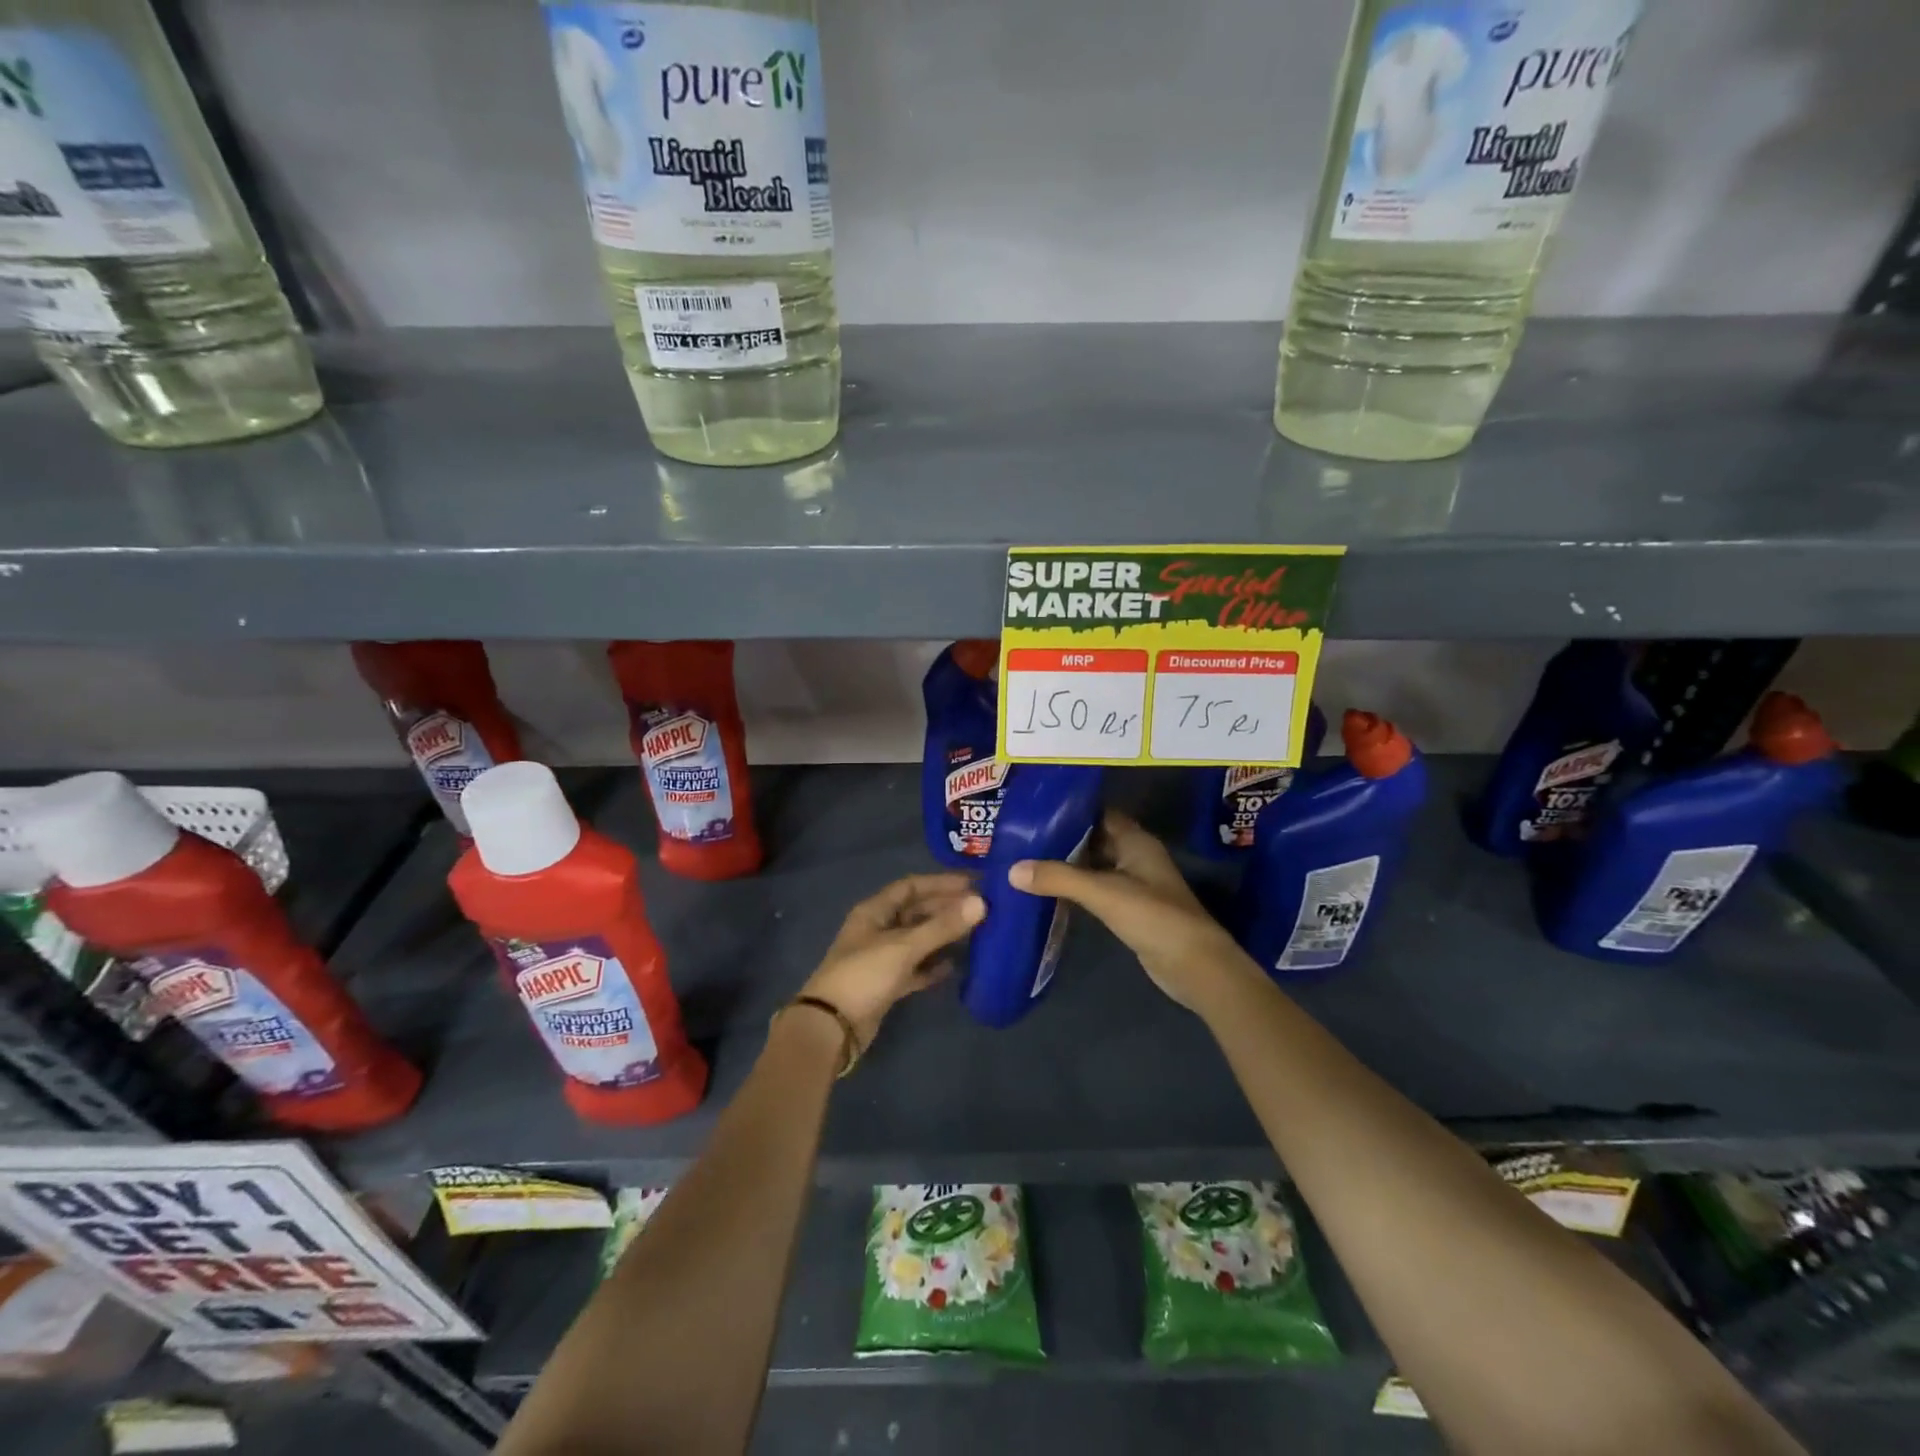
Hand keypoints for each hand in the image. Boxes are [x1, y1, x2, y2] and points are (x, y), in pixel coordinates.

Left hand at [799, 873, 984, 1047]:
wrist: (832, 1028)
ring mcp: (881, 958)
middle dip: (945, 908)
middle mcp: (877, 929)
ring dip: (942, 936)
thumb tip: (981, 902)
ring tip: (975, 933)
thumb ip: (942, 926)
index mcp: (874, 911)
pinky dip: (932, 966)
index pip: (911, 886)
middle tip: (980, 909)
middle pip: (916, 912)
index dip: (940, 883)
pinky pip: (915, 968)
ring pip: (917, 940)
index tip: (972, 884)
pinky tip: (955, 966)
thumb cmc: (864, 976)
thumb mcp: (904, 946)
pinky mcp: (887, 984)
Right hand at [1010, 812, 1259, 1010]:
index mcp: (1135, 840)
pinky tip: (1048, 893)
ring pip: (1094, 866)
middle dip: (1061, 839)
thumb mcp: (1103, 892)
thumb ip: (1059, 878)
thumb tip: (1012, 870)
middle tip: (1021, 838)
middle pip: (1093, 839)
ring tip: (1026, 862)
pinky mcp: (1130, 909)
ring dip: (1067, 865)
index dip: (1069, 811)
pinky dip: (1075, 889)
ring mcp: (1134, 883)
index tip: (1034, 812)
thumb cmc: (1153, 916)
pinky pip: (1097, 890)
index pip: (1098, 813)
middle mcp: (1135, 856)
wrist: (1194, 965)